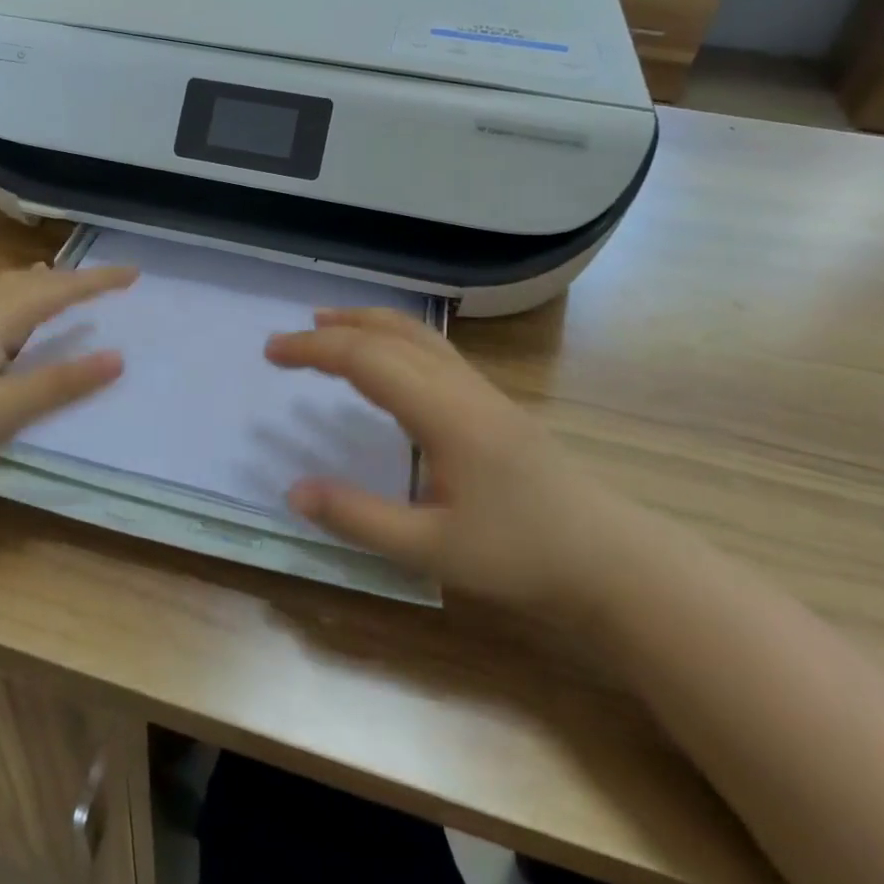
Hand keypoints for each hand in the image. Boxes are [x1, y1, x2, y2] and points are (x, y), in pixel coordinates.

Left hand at [0, 263, 135, 508]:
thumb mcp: (5, 409)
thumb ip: (61, 383)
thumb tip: (118, 357)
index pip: (60, 289)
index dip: (98, 282)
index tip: (134, 273)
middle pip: (28, 281)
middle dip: (67, 279)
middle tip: (96, 283)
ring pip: (0, 289)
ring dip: (33, 285)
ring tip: (50, 285)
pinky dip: (7, 300)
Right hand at [265, 308, 638, 615]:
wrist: (611, 560)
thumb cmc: (521, 557)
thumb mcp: (431, 550)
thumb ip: (359, 518)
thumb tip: (294, 491)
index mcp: (445, 414)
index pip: (367, 360)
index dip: (315, 349)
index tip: (272, 352)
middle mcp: (462, 388)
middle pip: (391, 335)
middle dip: (334, 329)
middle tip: (288, 339)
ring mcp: (483, 392)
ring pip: (418, 336)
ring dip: (368, 324)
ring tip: (329, 325)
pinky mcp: (494, 404)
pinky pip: (434, 351)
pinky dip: (394, 339)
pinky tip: (386, 362)